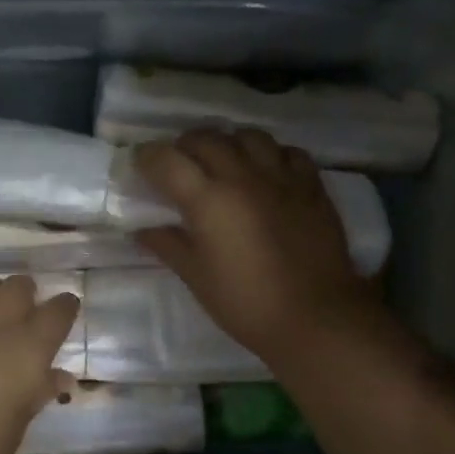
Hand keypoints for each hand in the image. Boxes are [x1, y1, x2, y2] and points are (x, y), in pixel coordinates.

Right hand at [134, 128, 382, 360]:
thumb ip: (168, 245)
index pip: (166, 160)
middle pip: (206, 139)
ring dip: (227, 143)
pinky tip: (266, 172)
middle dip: (184, 146)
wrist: (315, 317)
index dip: (147, 157)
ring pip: (248, 136)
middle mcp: (242, 176)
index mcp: (207, 200)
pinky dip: (270, 154)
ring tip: (222, 161)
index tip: (140, 164)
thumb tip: (142, 230)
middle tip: (178, 165)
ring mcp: (281, 177)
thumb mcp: (196, 277)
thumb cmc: (245, 302)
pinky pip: (288, 152)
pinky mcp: (312, 185)